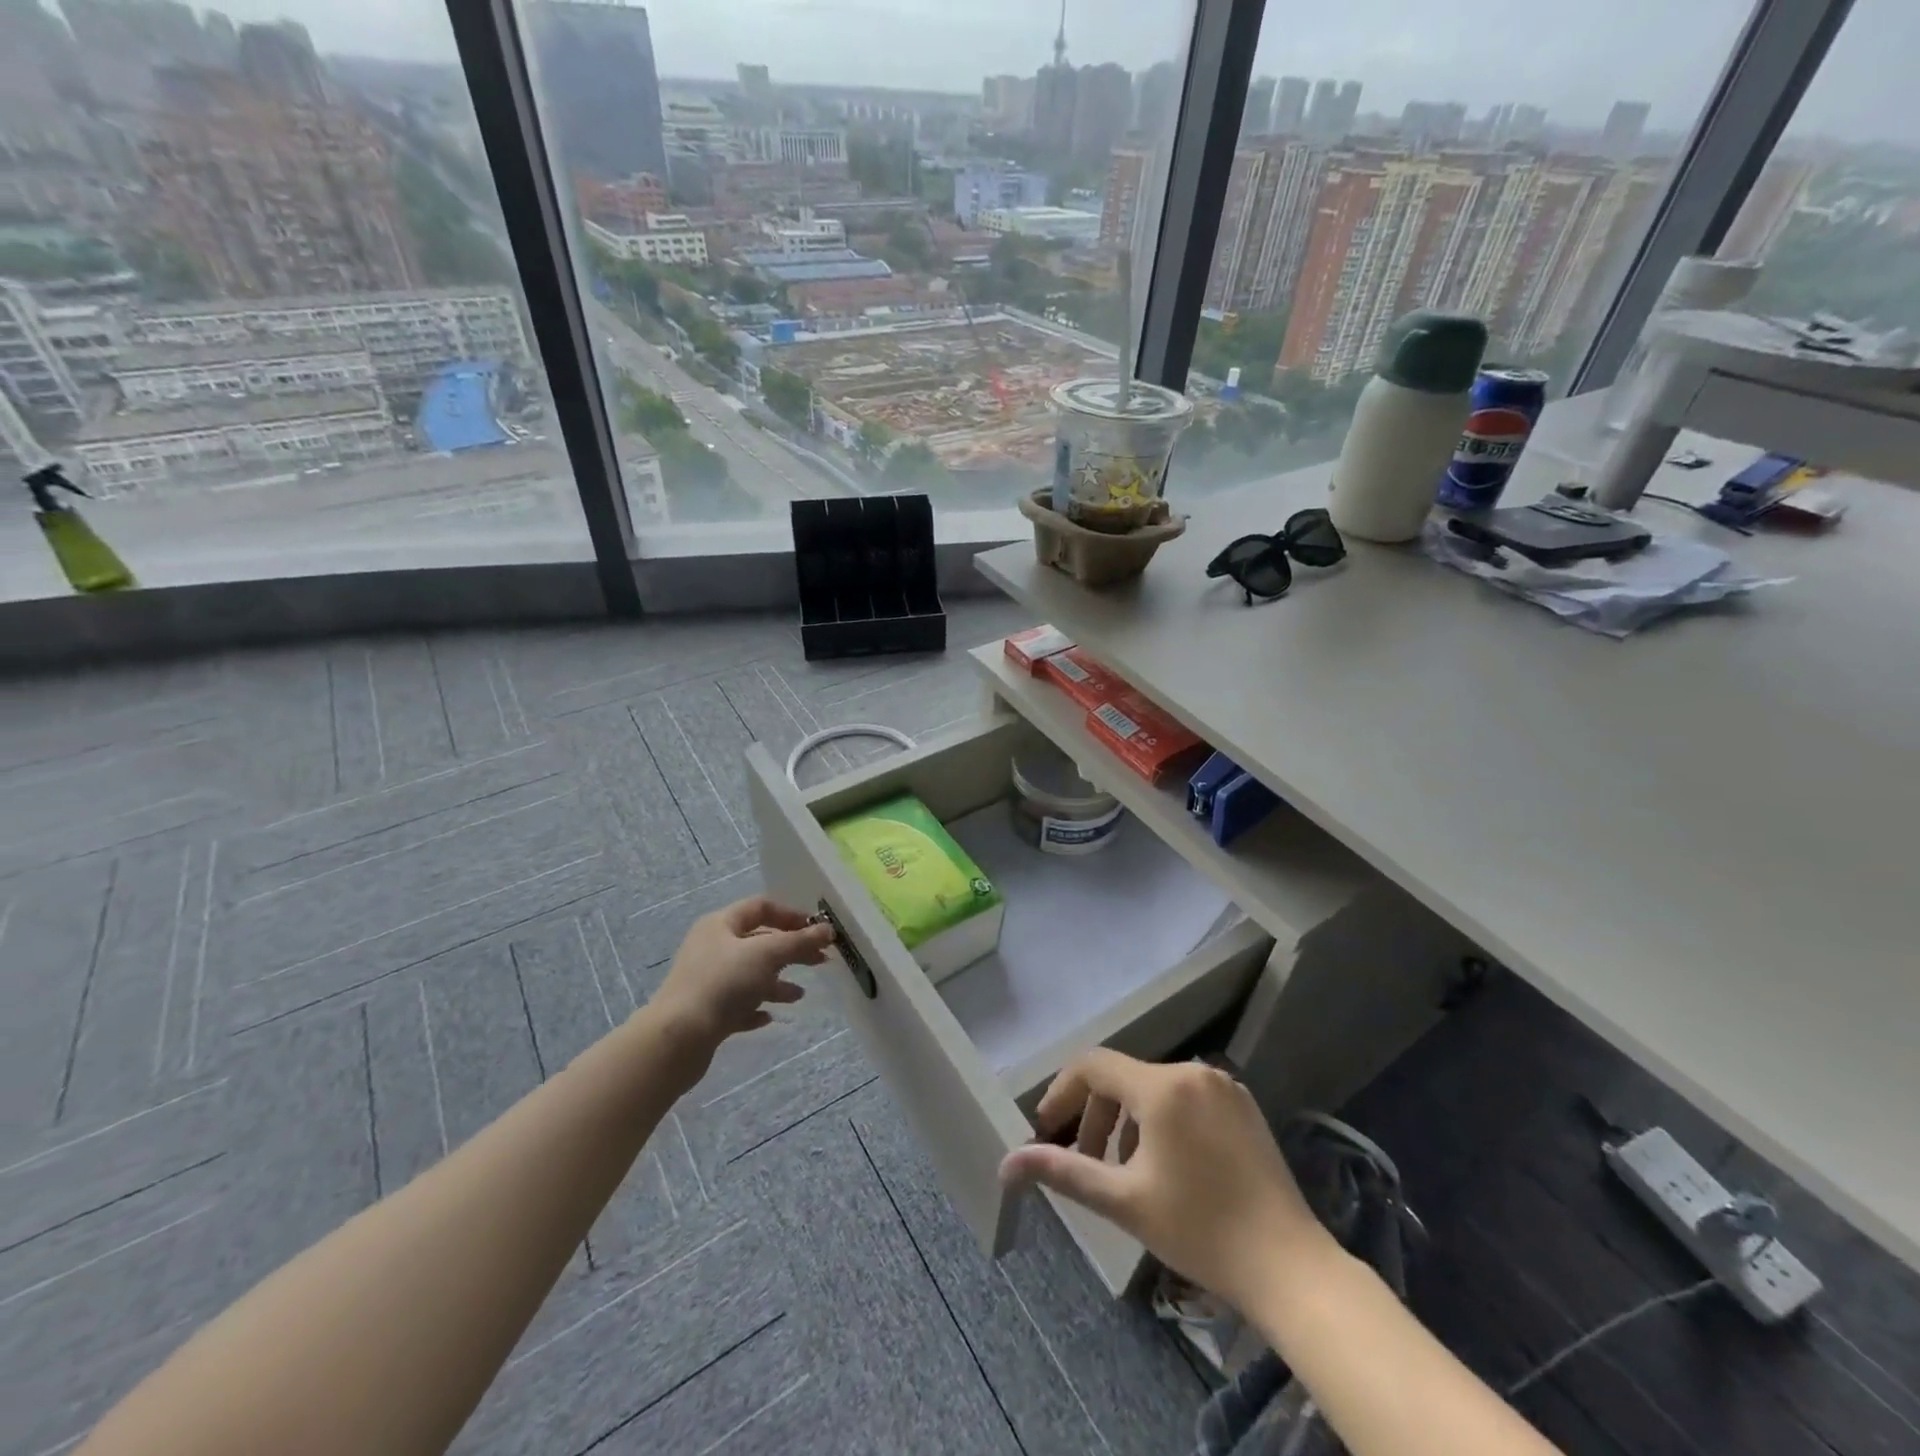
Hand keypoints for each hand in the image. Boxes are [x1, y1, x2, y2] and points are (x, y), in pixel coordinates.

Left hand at [650, 897, 833, 1053]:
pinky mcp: (706, 1012)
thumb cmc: (723, 984)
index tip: (816, 930)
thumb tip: (827, 929)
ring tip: (799, 995)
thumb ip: (799, 941)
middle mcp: (712, 947)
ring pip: (750, 975)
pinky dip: (756, 1007)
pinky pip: (738, 1004)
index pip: (761, 907)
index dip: (791, 915)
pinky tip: (769, 1017)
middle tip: (821, 961)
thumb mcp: (766, 955)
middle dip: (791, 950)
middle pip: (759, 941)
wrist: (677, 1039)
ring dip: (777, 982)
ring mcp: (707, 981)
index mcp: (721, 924)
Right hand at [999, 1050, 1331, 1313]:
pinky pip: (1185, 1096)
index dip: (1062, 1093)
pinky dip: (1161, 1119)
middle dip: (1095, 1114)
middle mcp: (1192, 1071)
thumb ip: (1064, 1171)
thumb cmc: (1200, 1231)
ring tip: (1123, 1169)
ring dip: (1127, 1120)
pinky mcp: (1242, 1105)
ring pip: (1154, 1087)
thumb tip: (1007, 1164)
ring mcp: (1222, 1085)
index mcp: (1162, 1086)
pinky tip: (1165, 1163)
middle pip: (1122, 1077)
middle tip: (1084, 1160)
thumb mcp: (1124, 1201)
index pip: (1093, 1066)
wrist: (1291, 1267)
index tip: (1045, 1130)